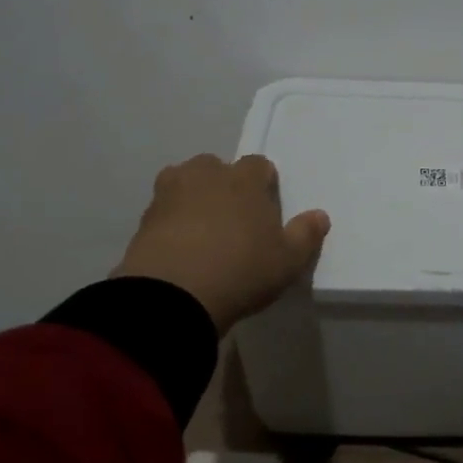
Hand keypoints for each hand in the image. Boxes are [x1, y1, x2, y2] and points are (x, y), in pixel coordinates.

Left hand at [114, 154, 329, 334]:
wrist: (172, 296)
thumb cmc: (241, 271)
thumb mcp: (287, 261)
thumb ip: (306, 235)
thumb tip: (319, 215)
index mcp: (244, 180)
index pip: (259, 165)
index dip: (264, 184)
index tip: (266, 209)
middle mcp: (206, 175)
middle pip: (217, 167)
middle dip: (224, 185)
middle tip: (233, 220)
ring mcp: (169, 194)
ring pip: (184, 182)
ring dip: (193, 198)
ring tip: (202, 231)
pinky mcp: (143, 219)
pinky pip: (163, 211)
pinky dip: (171, 222)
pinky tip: (180, 249)